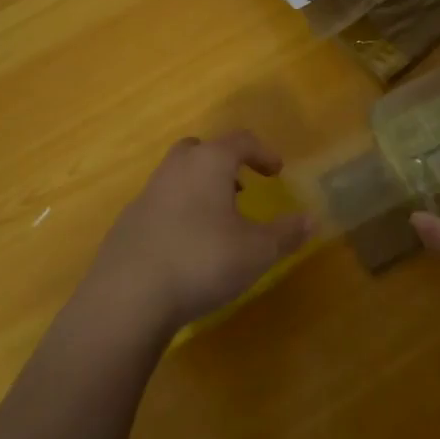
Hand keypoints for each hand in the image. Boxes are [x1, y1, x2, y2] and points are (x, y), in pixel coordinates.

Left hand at [74, 130, 313, 340]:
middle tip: (242, 187)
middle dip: (223, 163)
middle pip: (200, 150)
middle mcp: (174, 170)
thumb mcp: (258, 251)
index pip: (240, 141)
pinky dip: (179, 213)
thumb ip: (287, 232)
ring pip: (177, 177)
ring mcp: (146, 195)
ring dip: (200, 188)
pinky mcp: (127, 224)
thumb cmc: (202, 261)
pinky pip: (160, 205)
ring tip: (218, 220)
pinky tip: (188, 246)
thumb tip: (312, 219)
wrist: (128, 297)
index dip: (263, 152)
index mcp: (208, 163)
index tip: (277, 172)